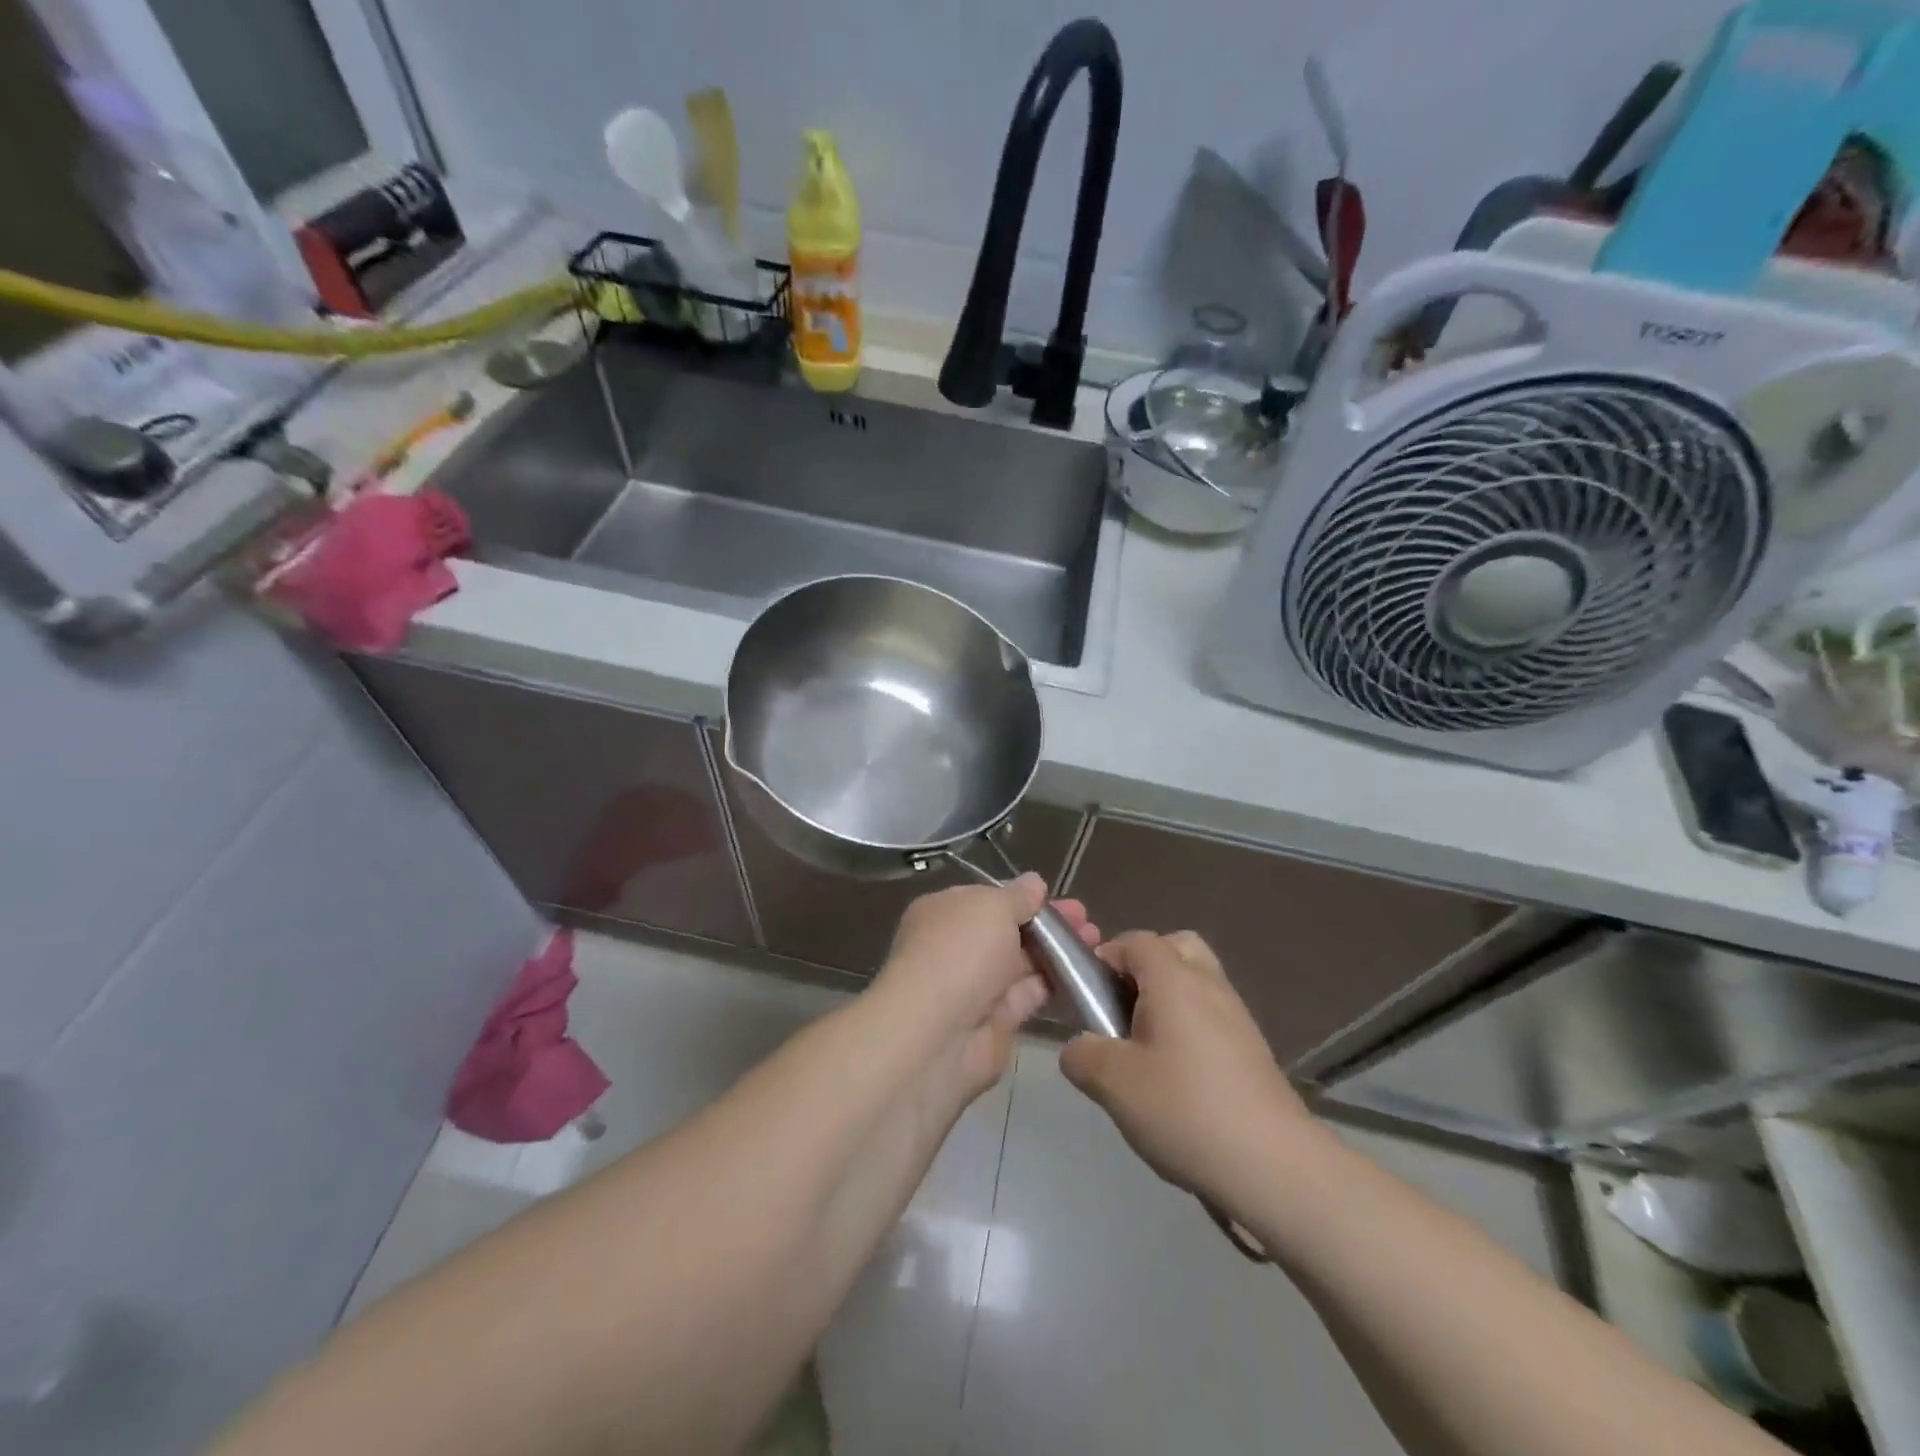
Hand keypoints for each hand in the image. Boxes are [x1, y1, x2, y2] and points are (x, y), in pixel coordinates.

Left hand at [875, 874, 1098, 1103]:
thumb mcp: (992, 908)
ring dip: (1058, 952)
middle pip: (1009, 930)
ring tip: (1097, 941)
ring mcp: (975, 986)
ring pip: (1022, 963)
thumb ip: (1018, 896)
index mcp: (945, 912)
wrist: (937, 1035)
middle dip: (1048, 924)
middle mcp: (957, 947)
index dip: (1023, 898)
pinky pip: (1029, 995)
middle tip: (1088, 920)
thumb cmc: (960, 953)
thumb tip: (1034, 883)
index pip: (988, 899)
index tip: (1058, 898)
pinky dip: (1055, 984)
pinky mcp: (996, 1021)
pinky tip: (1087, 973)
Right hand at [1059, 931, 1320, 1216]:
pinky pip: (1212, 1017)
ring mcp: (1237, 1017)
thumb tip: (1080, 1048)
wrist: (1274, 1166)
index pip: (1136, 940)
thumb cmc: (1185, 1109)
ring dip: (1168, 1002)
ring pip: (1197, 984)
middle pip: (1175, 949)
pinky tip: (1178, 1080)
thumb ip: (1081, 1054)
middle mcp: (1209, 985)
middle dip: (1144, 969)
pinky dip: (1191, 1030)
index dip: (1105, 958)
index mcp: (1174, 979)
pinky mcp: (1253, 1050)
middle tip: (1123, 1011)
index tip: (1088, 997)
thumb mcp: (1112, 1083)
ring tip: (1146, 1052)